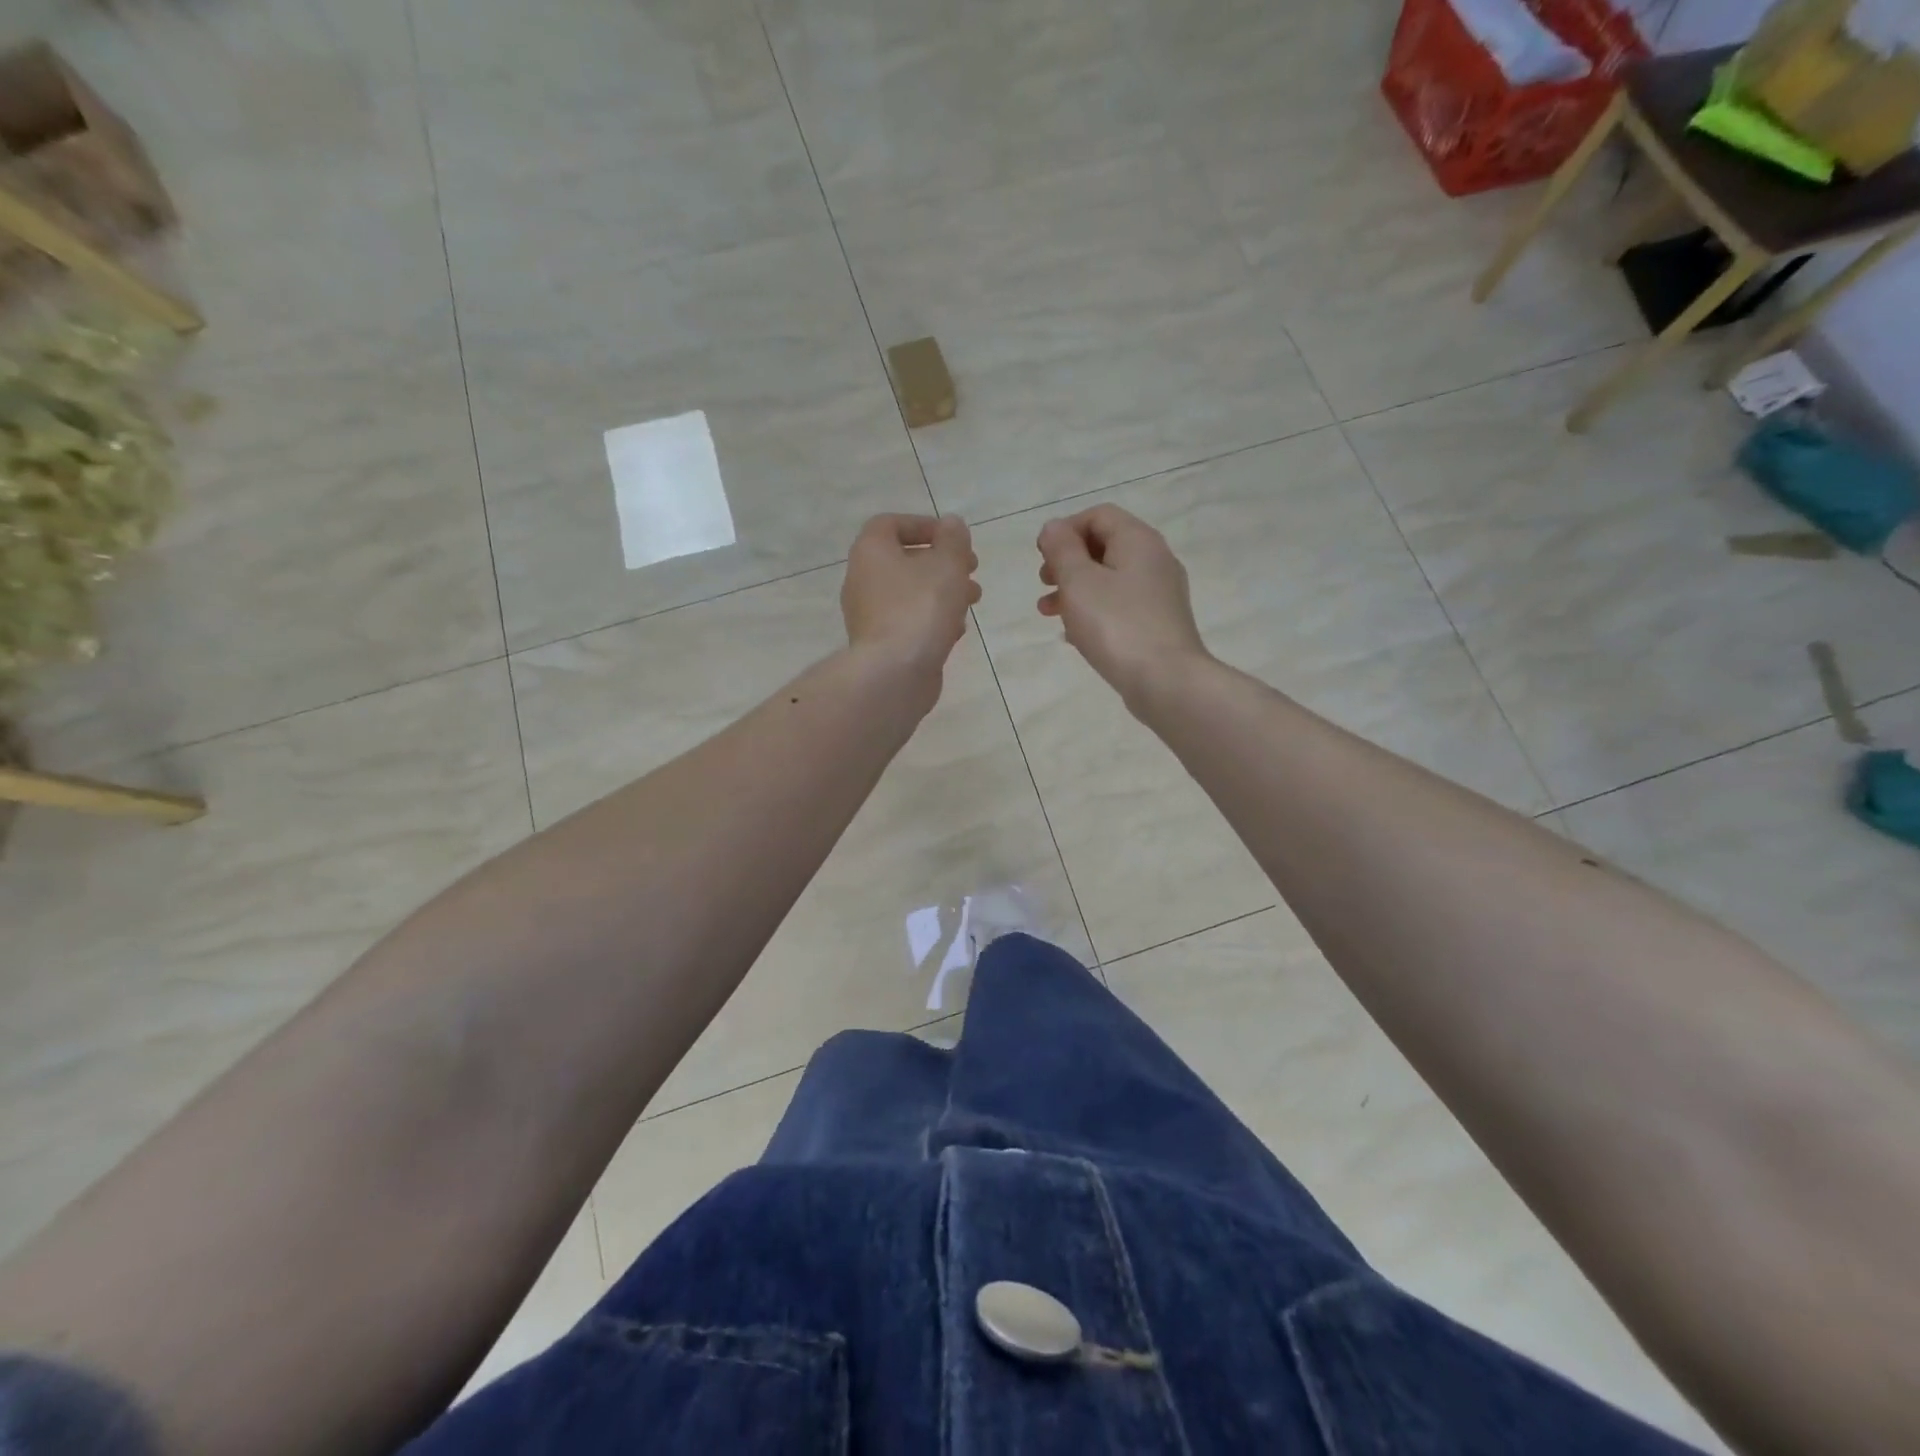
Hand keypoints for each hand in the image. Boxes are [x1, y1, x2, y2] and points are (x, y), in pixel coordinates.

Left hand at [841, 513, 980, 691]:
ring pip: (909, 593)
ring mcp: (868, 615)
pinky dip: (932, 619)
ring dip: (942, 592)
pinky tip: (956, 631)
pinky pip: (908, 621)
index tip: (954, 539)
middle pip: (904, 560)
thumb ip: (953, 540)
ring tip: (973, 600)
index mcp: (870, 551)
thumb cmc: (921, 608)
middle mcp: (862, 579)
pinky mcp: (880, 644)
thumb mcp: (947, 564)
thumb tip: (951, 525)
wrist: (894, 672)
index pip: (890, 524)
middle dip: (941, 563)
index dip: (924, 525)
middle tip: (971, 569)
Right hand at [1037, 505, 1208, 704]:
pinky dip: (1095, 611)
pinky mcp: (1159, 624)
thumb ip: (1062, 549)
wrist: (1166, 681)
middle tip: (1044, 582)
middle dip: (1068, 561)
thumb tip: (1054, 528)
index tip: (1042, 556)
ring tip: (1048, 612)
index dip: (1065, 529)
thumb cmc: (1116, 625)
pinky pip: (1120, 606)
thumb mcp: (1078, 581)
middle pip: (1104, 546)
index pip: (1098, 515)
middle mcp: (1155, 560)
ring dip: (1075, 590)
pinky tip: (1074, 635)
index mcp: (1138, 540)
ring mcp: (1161, 594)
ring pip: (1110, 579)